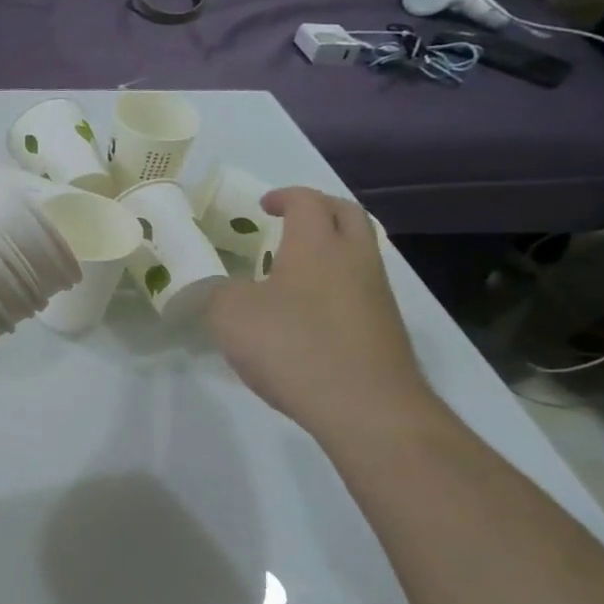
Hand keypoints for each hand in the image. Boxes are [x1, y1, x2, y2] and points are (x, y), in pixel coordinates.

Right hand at [204, 189, 433, 438]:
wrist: (366, 408)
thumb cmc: (293, 346)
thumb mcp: (231, 315)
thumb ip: (219, 292)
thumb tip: (222, 288)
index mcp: (316, 245)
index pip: (307, 201)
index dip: (284, 196)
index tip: (263, 205)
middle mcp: (354, 259)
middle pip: (348, 215)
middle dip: (320, 209)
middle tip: (289, 220)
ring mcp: (377, 294)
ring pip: (359, 252)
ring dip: (332, 247)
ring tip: (295, 267)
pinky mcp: (385, 328)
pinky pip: (360, 287)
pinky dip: (336, 283)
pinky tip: (309, 311)